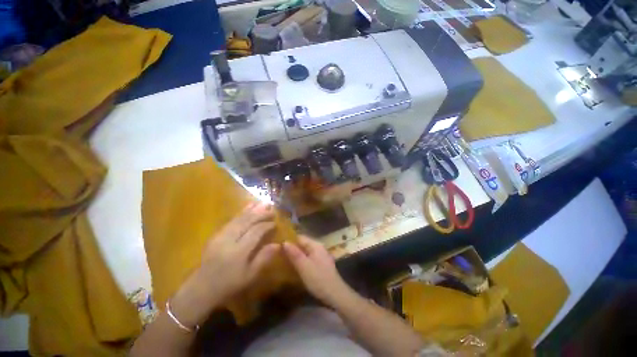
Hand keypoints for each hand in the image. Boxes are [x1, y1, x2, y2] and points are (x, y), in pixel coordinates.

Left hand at [171, 202, 279, 326]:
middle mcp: (228, 240)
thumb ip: (264, 258)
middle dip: (261, 214)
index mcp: (238, 252)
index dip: (267, 225)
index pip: (255, 232)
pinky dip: (242, 212)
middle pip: (247, 221)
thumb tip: (278, 244)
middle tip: (272, 209)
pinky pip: (231, 219)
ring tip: (263, 203)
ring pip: (239, 218)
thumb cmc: (228, 284)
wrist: (201, 288)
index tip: (276, 223)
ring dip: (252, 210)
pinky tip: (249, 207)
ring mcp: (220, 235)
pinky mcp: (216, 234)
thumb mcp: (249, 276)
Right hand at [283, 236, 352, 308]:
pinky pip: (309, 258)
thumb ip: (294, 253)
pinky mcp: (321, 265)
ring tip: (284, 260)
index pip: (300, 237)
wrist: (335, 294)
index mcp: (315, 245)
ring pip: (306, 252)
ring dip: (296, 255)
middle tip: (279, 254)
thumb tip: (284, 241)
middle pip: (303, 244)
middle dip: (292, 248)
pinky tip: (295, 267)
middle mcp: (319, 248)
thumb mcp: (304, 266)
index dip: (289, 240)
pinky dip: (302, 261)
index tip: (278, 245)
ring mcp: (321, 256)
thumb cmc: (318, 279)